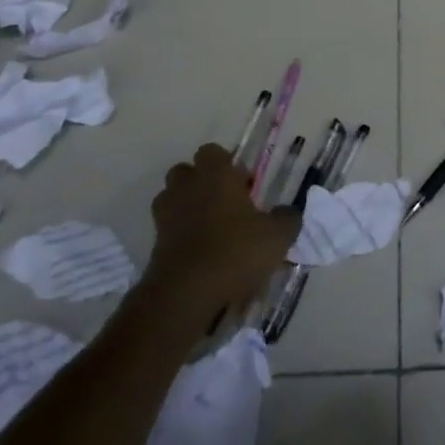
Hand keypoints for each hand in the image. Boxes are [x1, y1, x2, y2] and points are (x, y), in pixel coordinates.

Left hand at [142, 144, 300, 311]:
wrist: (187, 293)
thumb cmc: (235, 251)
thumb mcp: (277, 236)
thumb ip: (287, 218)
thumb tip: (289, 212)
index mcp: (215, 175)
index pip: (212, 151)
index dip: (227, 164)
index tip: (244, 184)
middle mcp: (186, 188)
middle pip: (186, 172)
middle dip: (203, 182)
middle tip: (227, 203)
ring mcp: (166, 215)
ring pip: (173, 198)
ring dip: (188, 207)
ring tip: (212, 228)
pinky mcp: (155, 243)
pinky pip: (169, 228)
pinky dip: (182, 234)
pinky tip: (203, 253)